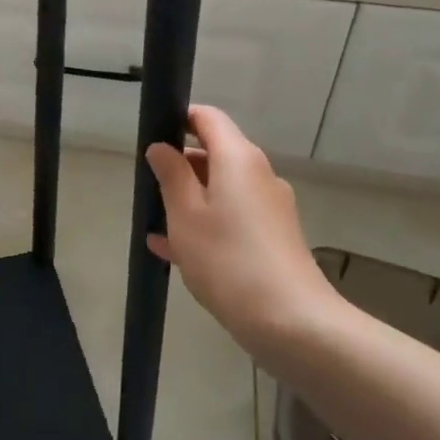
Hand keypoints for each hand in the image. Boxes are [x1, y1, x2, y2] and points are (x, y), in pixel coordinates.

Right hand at [146, 106, 337, 365]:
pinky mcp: (275, 238)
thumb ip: (171, 175)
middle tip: (148, 188)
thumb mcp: (185, 214)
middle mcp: (259, 175)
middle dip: (180, 167)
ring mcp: (270, 208)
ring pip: (222, 191)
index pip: (208, 118)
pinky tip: (175, 251)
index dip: (179, 119)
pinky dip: (207, 225)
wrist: (291, 321)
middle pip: (216, 154)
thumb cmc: (228, 259)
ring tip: (155, 225)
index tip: (153, 136)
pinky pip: (233, 218)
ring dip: (189, 201)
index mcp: (238, 158)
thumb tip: (162, 147)